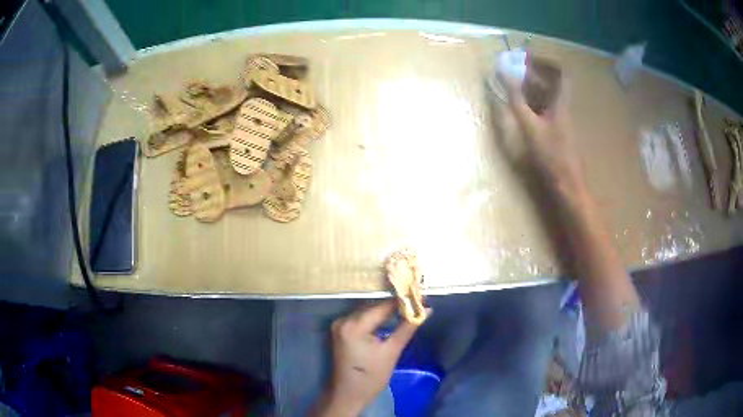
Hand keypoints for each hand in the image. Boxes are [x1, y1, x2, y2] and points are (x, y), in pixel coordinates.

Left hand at [312, 300, 427, 415]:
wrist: (348, 394)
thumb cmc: (371, 377)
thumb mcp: (391, 352)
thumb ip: (407, 328)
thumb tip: (427, 310)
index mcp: (354, 326)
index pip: (382, 306)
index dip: (402, 301)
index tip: (420, 296)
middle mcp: (343, 320)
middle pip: (373, 306)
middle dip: (394, 305)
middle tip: (416, 302)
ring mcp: (339, 325)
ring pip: (367, 311)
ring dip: (385, 310)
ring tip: (406, 308)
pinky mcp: (340, 330)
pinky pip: (361, 318)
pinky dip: (375, 317)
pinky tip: (389, 318)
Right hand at [501, 73, 586, 196]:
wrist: (568, 185)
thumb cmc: (552, 155)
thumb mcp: (531, 126)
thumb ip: (517, 100)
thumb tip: (504, 74)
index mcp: (561, 103)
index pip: (560, 73)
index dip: (545, 62)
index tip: (526, 58)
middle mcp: (563, 108)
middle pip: (552, 83)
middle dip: (533, 73)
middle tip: (513, 70)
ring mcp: (561, 121)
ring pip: (548, 96)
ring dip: (531, 88)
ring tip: (512, 86)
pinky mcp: (557, 133)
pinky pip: (545, 110)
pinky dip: (533, 104)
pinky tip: (520, 109)